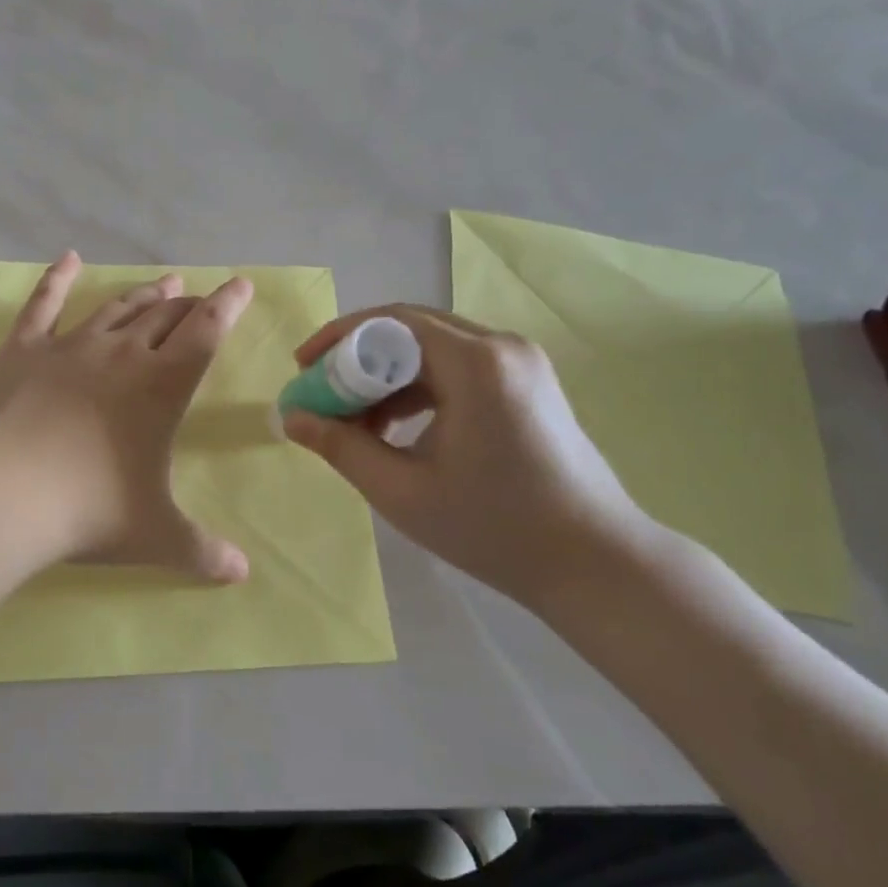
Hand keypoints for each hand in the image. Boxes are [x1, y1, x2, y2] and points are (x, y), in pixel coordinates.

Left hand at [0, 252, 254, 582]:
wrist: (0, 492)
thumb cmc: (88, 508)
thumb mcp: (154, 536)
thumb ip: (201, 552)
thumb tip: (241, 575)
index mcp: (161, 386)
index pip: (207, 332)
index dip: (228, 305)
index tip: (242, 284)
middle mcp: (122, 354)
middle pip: (164, 316)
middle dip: (188, 304)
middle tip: (199, 297)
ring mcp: (70, 346)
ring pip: (116, 308)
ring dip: (143, 294)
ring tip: (164, 283)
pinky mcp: (24, 349)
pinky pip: (43, 304)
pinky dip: (57, 278)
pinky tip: (68, 258)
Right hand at [281, 305, 657, 610]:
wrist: (597, 564)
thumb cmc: (494, 528)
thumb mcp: (401, 490)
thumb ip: (340, 446)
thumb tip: (290, 417)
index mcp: (475, 363)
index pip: (389, 322)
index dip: (337, 339)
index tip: (301, 368)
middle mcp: (502, 347)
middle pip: (410, 330)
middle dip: (357, 358)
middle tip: (320, 392)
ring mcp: (521, 363)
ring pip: (433, 349)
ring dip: (387, 375)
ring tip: (355, 420)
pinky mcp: (529, 384)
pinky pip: (458, 368)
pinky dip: (418, 388)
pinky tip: (397, 427)